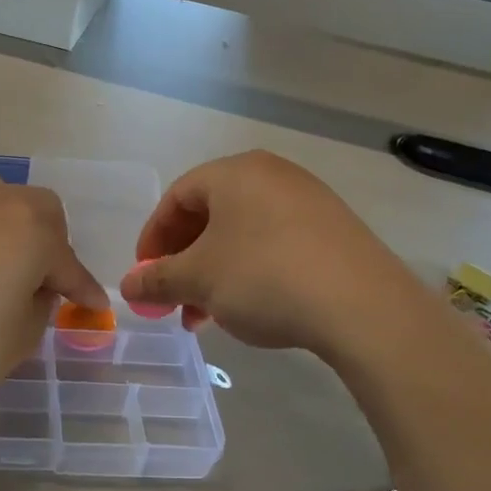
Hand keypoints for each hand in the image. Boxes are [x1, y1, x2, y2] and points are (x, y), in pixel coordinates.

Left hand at [0, 175, 108, 412]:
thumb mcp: (13, 344)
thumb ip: (36, 311)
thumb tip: (32, 290)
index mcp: (29, 231)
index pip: (69, 264)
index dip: (84, 290)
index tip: (94, 307)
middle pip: (37, 211)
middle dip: (50, 243)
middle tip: (42, 282)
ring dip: (6, 233)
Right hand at [119, 151, 412, 359]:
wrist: (362, 306)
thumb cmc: (264, 277)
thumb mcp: (199, 280)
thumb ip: (157, 280)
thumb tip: (128, 287)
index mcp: (235, 173)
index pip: (177, 197)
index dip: (153, 238)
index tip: (144, 275)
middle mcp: (272, 176)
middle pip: (210, 216)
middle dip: (184, 261)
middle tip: (173, 299)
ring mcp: (308, 201)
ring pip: (242, 235)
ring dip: (215, 273)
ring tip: (205, 316)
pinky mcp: (334, 231)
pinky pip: (275, 245)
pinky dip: (250, 273)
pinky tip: (248, 309)